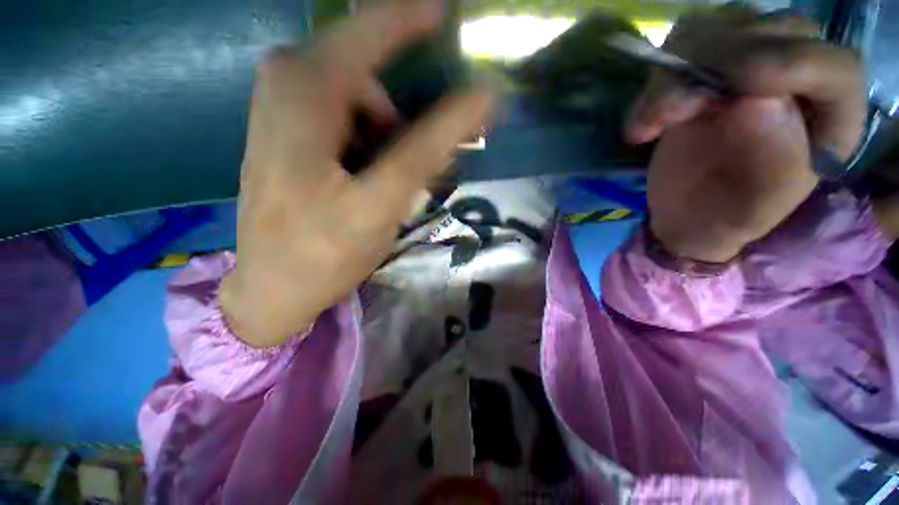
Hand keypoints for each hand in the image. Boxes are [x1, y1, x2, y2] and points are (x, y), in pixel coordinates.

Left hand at [219, 0, 493, 347]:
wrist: (273, 287)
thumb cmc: (325, 252)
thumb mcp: (382, 201)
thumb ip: (429, 147)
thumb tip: (479, 99)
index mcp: (303, 92)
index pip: (368, 32)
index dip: (412, 18)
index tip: (447, 14)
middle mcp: (285, 85)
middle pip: (365, 70)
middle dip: (402, 111)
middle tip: (422, 160)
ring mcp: (280, 110)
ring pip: (355, 97)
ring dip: (387, 132)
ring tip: (393, 181)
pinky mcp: (285, 136)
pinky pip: (340, 118)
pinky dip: (368, 140)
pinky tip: (370, 179)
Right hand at [626, 7, 865, 262]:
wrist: (686, 214)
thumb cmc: (727, 218)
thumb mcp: (756, 209)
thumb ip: (773, 165)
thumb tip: (756, 104)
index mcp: (829, 121)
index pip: (834, 69)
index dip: (791, 63)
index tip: (740, 86)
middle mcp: (796, 81)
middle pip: (774, 30)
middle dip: (721, 62)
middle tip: (676, 111)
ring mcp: (745, 69)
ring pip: (719, 29)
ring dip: (674, 74)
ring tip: (650, 124)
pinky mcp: (702, 75)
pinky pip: (677, 54)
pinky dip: (652, 86)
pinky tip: (642, 126)